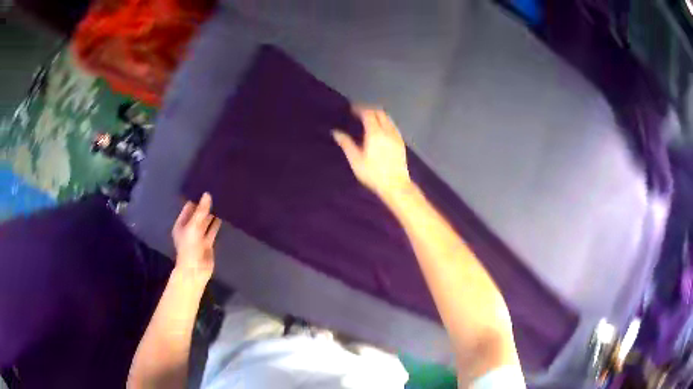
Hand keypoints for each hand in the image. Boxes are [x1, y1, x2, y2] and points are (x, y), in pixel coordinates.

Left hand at [172, 193, 221, 284]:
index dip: (196, 199)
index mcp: (181, 224)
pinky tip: (222, 216)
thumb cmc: (190, 247)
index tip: (205, 188)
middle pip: (197, 214)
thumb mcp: (194, 226)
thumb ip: (201, 211)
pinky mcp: (207, 243)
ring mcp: (198, 236)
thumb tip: (207, 194)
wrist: (195, 270)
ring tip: (220, 202)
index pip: (188, 207)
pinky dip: (216, 225)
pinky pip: (212, 231)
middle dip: (204, 206)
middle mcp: (189, 229)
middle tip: (216, 192)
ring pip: (205, 222)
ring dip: (211, 215)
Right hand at [333, 107, 411, 197]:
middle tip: (359, 113)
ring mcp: (396, 136)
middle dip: (369, 109)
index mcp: (375, 133)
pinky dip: (385, 122)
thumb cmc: (373, 174)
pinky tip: (380, 130)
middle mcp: (387, 131)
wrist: (396, 185)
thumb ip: (346, 144)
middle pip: (379, 112)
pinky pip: (393, 125)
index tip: (352, 109)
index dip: (360, 109)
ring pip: (387, 118)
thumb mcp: (356, 160)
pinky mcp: (401, 142)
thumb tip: (336, 132)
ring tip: (369, 120)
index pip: (368, 113)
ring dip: (378, 115)